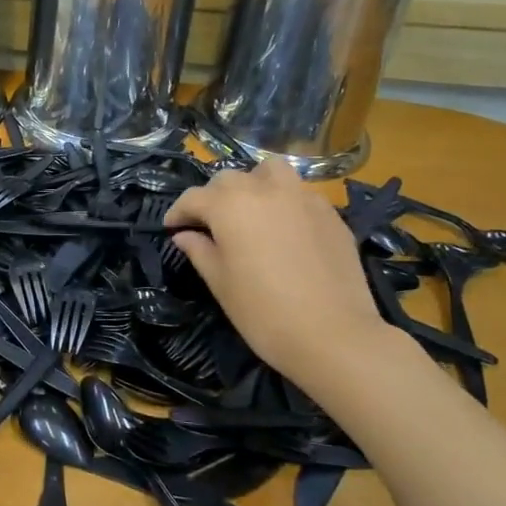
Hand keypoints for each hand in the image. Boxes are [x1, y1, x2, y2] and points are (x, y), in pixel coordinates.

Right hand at [164, 163, 390, 390]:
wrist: (333, 334)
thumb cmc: (263, 312)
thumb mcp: (220, 284)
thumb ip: (200, 251)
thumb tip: (185, 235)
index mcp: (230, 206)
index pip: (193, 197)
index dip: (178, 212)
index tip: (172, 228)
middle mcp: (264, 190)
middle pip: (230, 179)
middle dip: (213, 197)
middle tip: (209, 224)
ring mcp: (302, 197)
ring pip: (270, 171)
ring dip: (253, 183)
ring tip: (250, 209)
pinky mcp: (330, 213)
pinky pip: (299, 193)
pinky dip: (284, 200)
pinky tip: (284, 229)